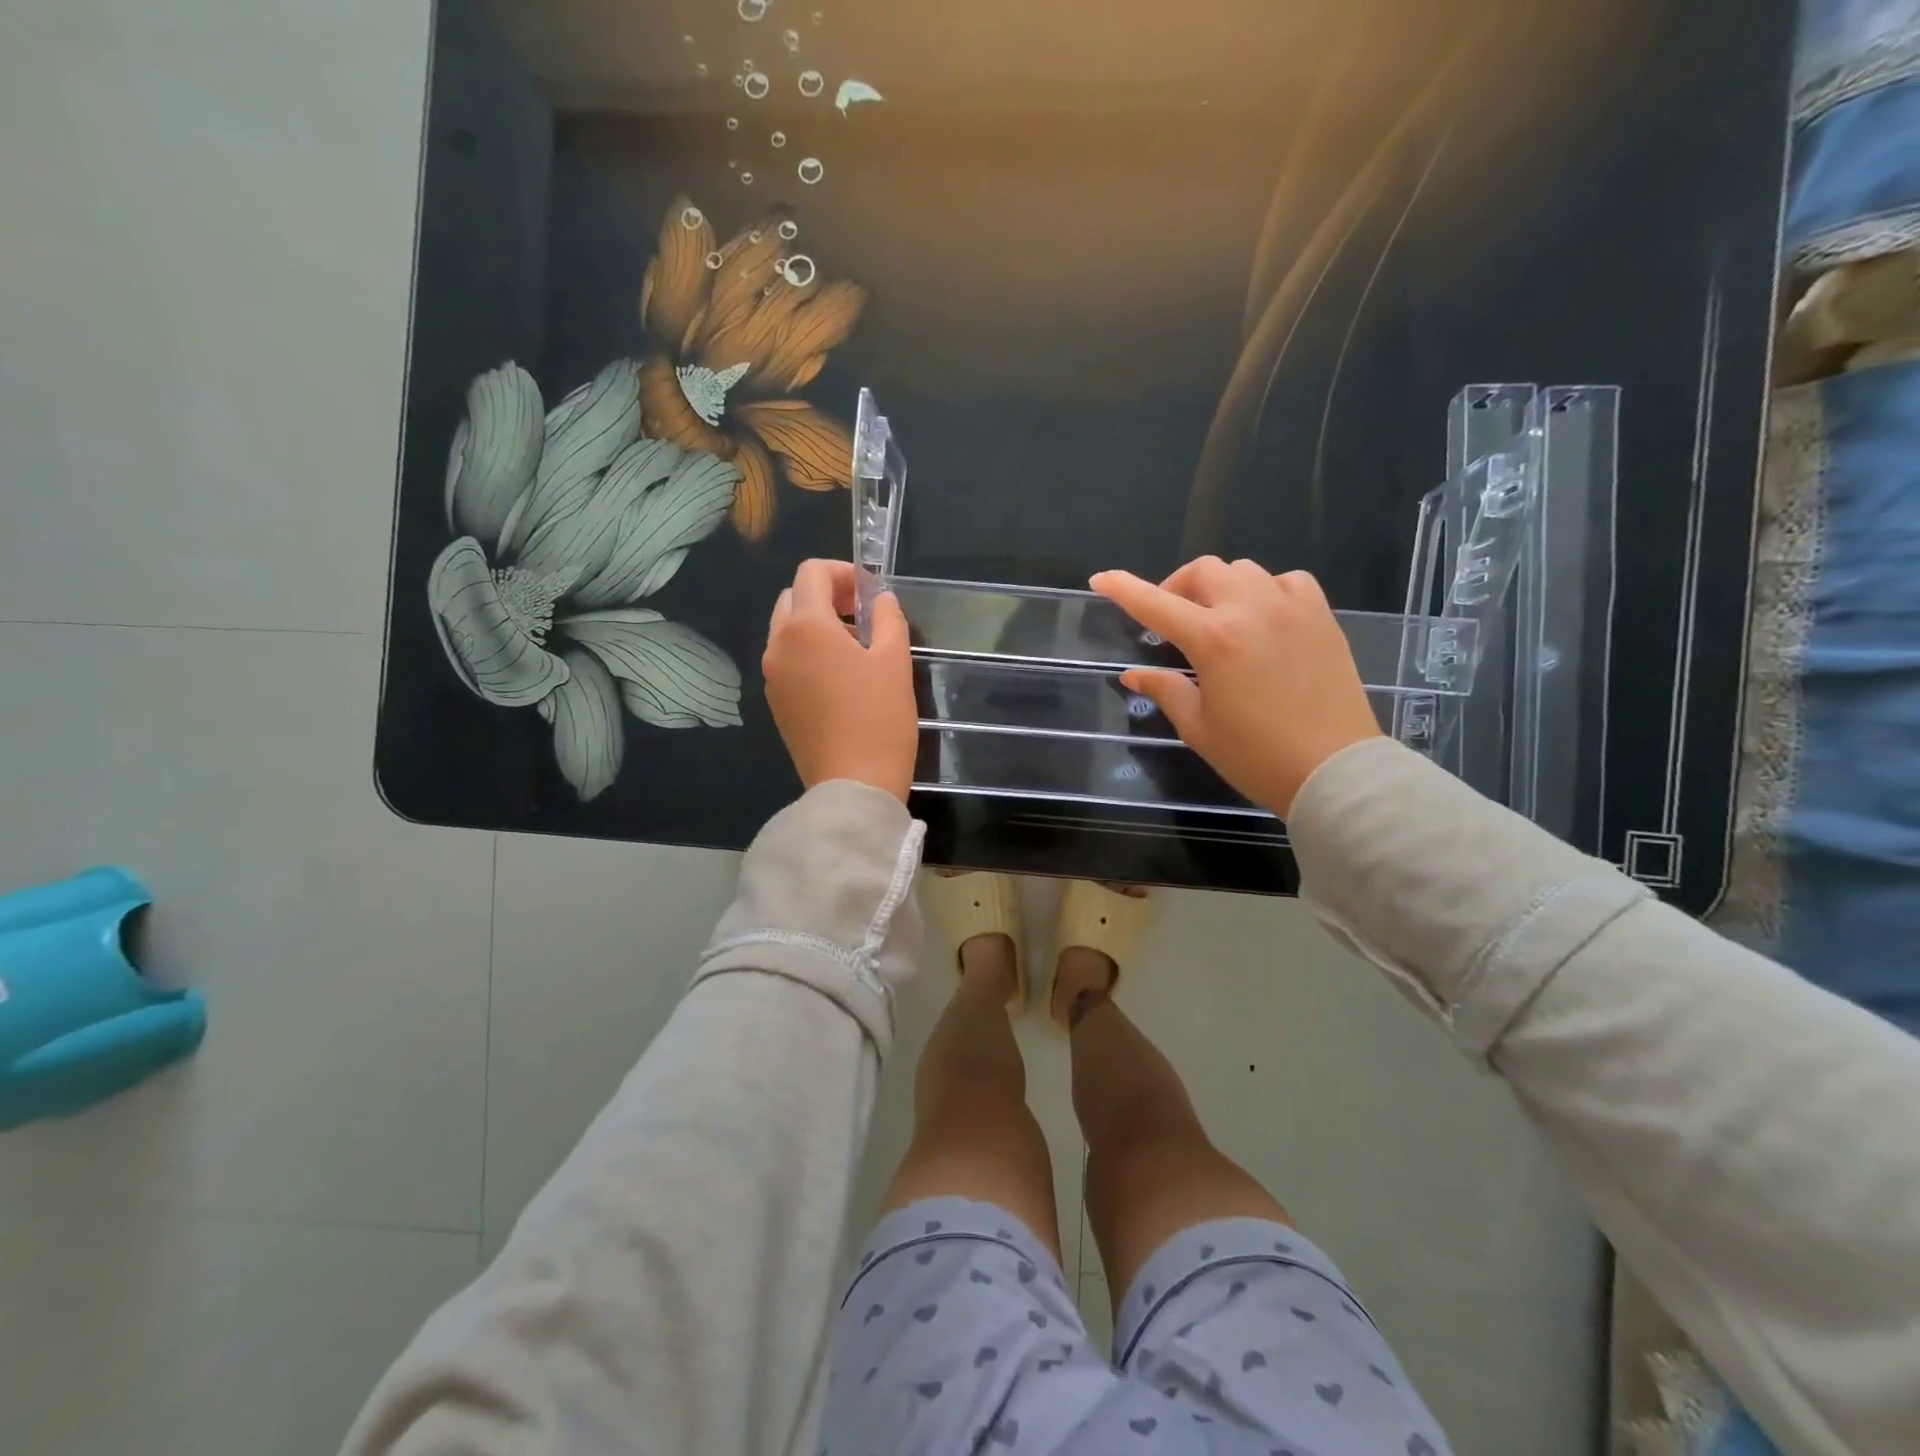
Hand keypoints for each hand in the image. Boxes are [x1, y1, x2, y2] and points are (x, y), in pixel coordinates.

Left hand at [762, 559, 917, 802]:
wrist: (853, 784)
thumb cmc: (879, 718)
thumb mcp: (895, 661)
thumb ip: (888, 619)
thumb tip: (881, 600)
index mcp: (805, 626)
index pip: (811, 573)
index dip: (843, 573)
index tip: (870, 593)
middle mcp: (778, 645)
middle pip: (793, 598)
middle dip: (826, 596)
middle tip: (862, 616)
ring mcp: (771, 676)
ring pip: (786, 631)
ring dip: (816, 625)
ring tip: (855, 649)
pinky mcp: (775, 703)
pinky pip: (786, 661)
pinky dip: (807, 653)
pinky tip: (839, 678)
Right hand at [1090, 558, 1382, 816]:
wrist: (1335, 771)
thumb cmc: (1256, 756)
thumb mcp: (1198, 727)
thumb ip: (1165, 690)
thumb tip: (1133, 675)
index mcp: (1213, 639)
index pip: (1155, 604)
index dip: (1124, 589)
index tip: (1101, 579)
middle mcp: (1251, 610)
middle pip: (1203, 571)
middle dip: (1177, 587)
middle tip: (1172, 620)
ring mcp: (1291, 608)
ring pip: (1245, 571)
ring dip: (1220, 587)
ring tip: (1218, 619)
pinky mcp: (1322, 617)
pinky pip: (1288, 582)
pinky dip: (1267, 591)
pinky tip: (1264, 618)